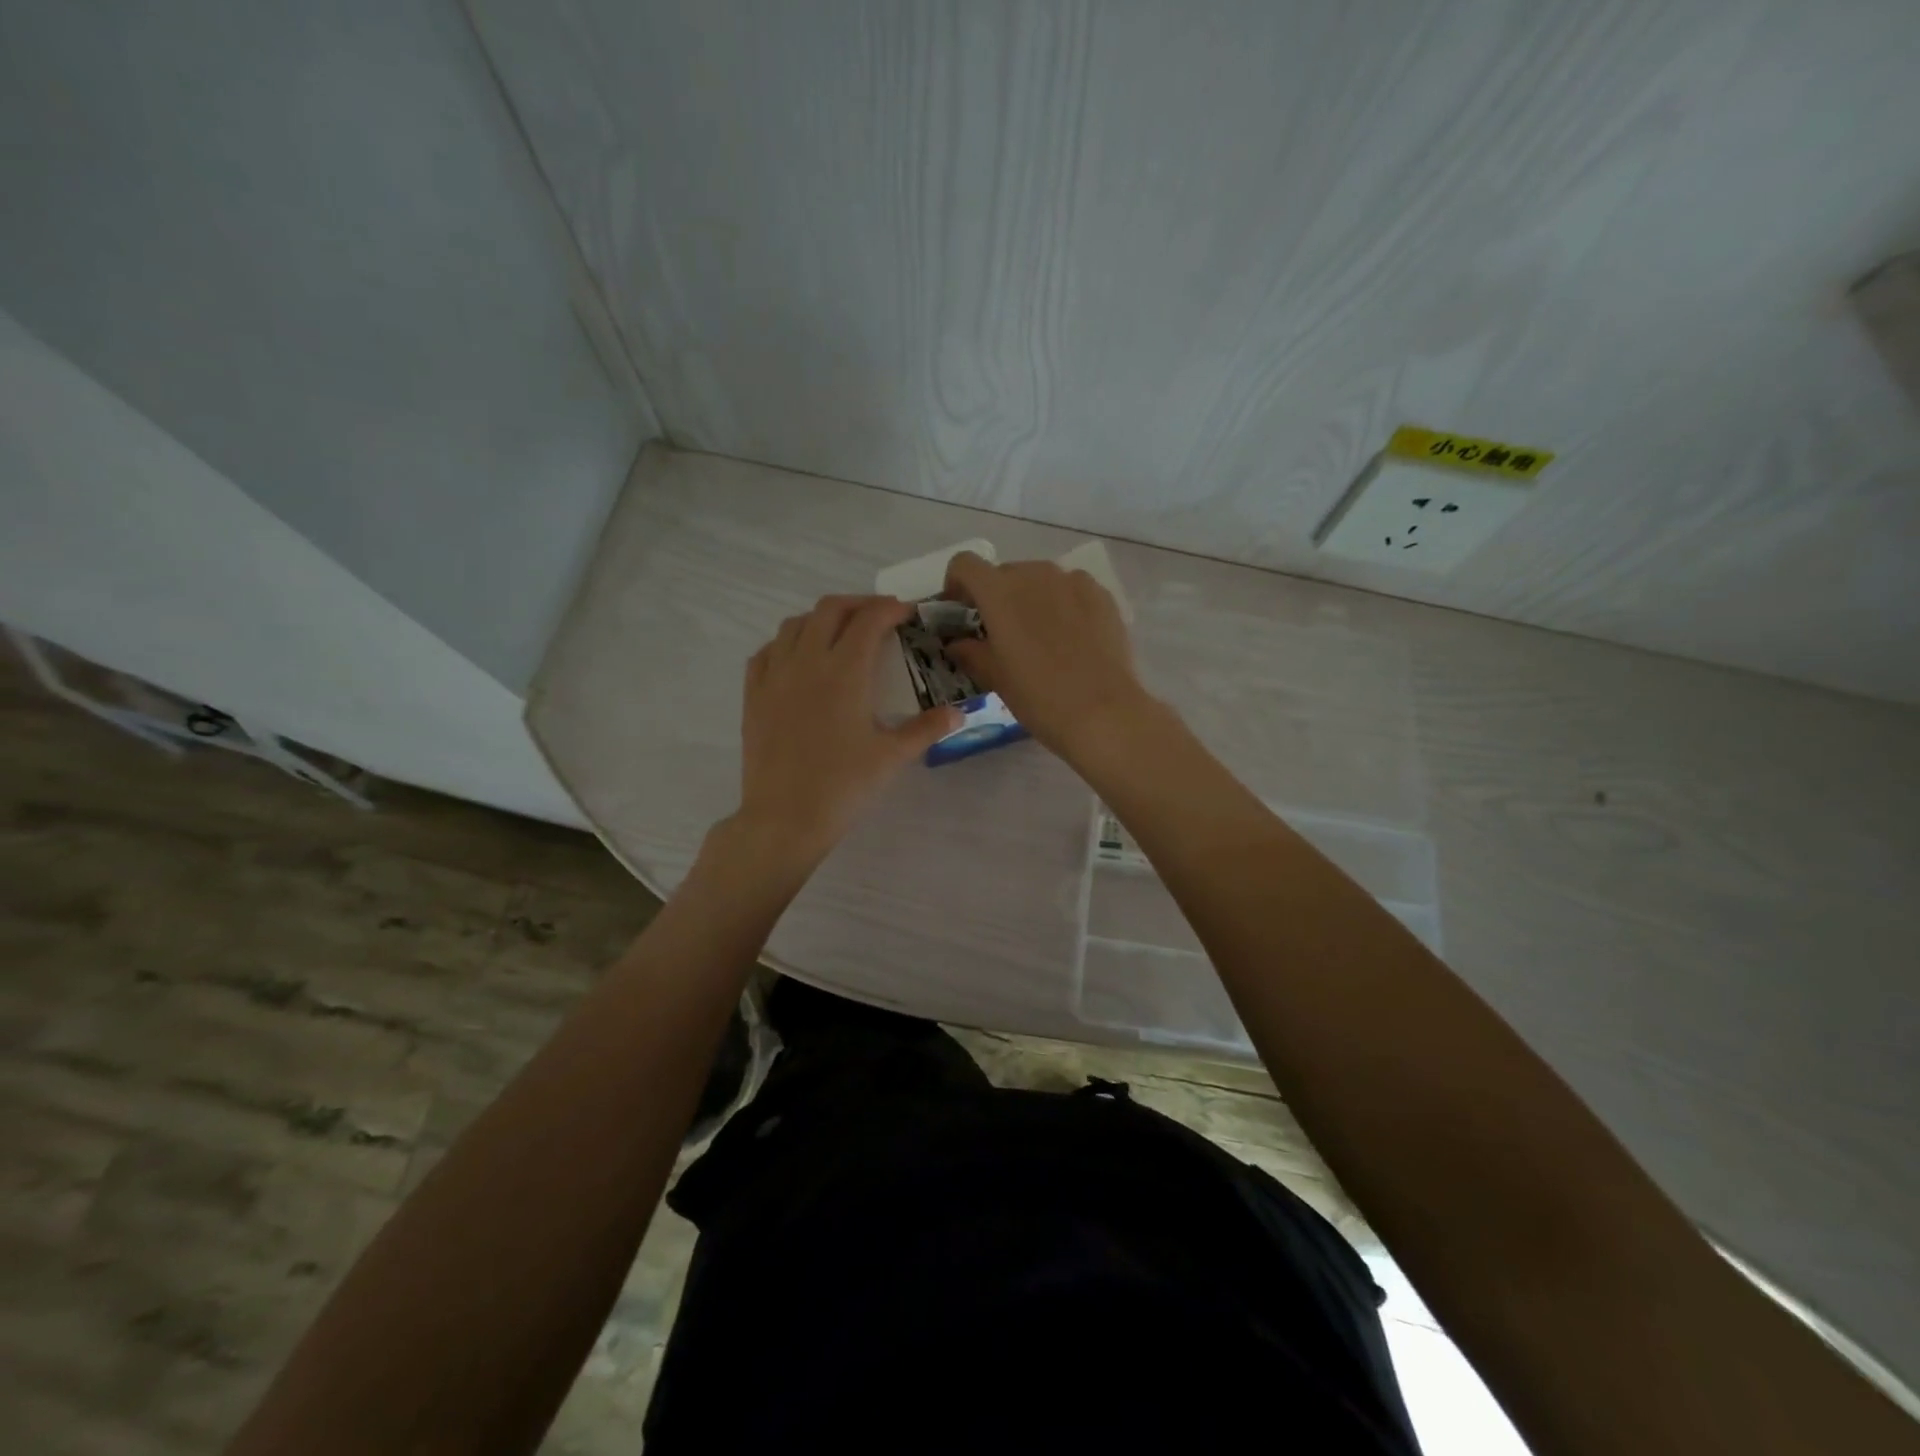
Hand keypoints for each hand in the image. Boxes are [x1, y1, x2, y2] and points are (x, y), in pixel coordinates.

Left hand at [733, 595, 959, 865]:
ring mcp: (774, 676)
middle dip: (857, 604)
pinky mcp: (754, 696)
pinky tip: (798, 659)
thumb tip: (958, 713)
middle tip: (878, 618)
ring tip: (840, 634)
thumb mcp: (892, 756)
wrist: (785, 818)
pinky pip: (767, 652)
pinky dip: (787, 643)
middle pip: (829, 609)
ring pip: (794, 625)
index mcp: (844, 671)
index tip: (906, 613)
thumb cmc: (843, 786)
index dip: (890, 609)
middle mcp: (806, 662)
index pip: (868, 621)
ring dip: (821, 619)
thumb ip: (926, 729)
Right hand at [941, 551, 1155, 761]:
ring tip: (1040, 637)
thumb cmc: (1038, 696)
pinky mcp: (1101, 595)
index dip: (957, 584)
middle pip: (1004, 573)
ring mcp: (1072, 581)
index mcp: (998, 592)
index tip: (961, 610)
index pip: (965, 565)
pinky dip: (1063, 604)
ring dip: (1031, 599)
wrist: (1103, 712)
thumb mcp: (995, 678)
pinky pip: (1072, 589)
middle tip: (1001, 633)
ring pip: (1040, 579)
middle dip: (996, 597)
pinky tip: (1071, 637)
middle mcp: (1034, 574)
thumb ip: (970, 652)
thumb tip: (957, 643)